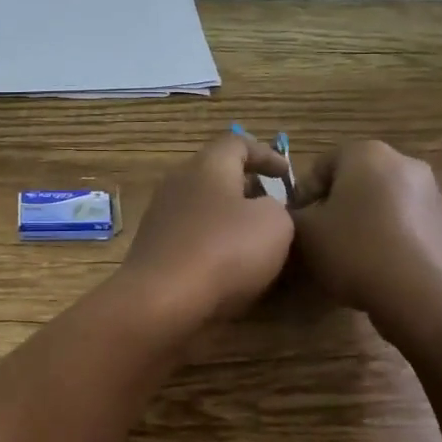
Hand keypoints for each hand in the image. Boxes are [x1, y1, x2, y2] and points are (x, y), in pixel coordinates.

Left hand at [118, 134, 295, 323]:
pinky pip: (191, 235)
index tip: (287, 175)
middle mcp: (179, 182)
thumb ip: (277, 207)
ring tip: (256, 241)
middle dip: (247, 188)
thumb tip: (262, 210)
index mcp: (207, 165)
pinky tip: (230, 267)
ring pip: (203, 206)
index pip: (236, 142)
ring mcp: (161, 215)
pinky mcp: (154, 247)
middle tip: (274, 208)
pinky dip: (213, 243)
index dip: (265, 154)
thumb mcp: (275, 223)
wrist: (161, 300)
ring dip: (230, 218)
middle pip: (216, 174)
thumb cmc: (224, 251)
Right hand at [290, 140, 441, 318]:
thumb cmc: (355, 250)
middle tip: (320, 241)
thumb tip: (295, 215)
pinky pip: (403, 224)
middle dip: (334, 208)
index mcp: (366, 153)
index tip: (298, 226)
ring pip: (380, 203)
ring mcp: (430, 193)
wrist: (424, 296)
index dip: (303, 196)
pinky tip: (378, 269)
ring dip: (361, 223)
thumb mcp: (304, 233)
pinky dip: (387, 238)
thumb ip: (289, 216)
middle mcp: (403, 162)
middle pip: (353, 182)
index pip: (321, 166)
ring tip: (348, 259)